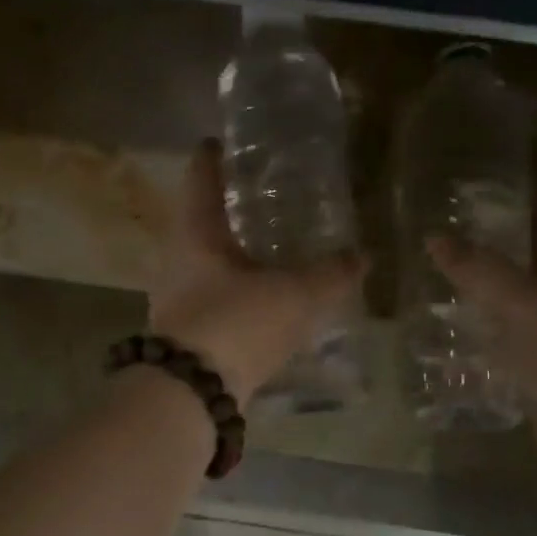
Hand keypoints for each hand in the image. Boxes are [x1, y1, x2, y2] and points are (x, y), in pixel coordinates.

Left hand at [148, 140, 365, 406]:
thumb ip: (329, 275)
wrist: (191, 394)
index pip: (201, 181)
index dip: (211, 158)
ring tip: (264, 252)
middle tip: (257, 199)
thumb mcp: (293, 295)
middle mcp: (177, 262)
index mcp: (196, 235)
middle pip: (198, 224)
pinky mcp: (183, 335)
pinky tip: (258, 302)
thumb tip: (361, 255)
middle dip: (225, 210)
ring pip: (204, 265)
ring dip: (229, 256)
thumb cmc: (236, 324)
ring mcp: (175, 301)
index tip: (218, 142)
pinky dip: (233, 292)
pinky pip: (212, 300)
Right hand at [427, 191, 536, 465]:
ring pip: (536, 274)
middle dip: (500, 228)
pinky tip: (468, 308)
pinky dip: (504, 306)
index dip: (516, 185)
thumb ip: (475, 266)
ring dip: (499, 269)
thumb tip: (433, 238)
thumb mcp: (521, 300)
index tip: (471, 181)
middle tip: (449, 220)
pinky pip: (533, 311)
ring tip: (449, 260)